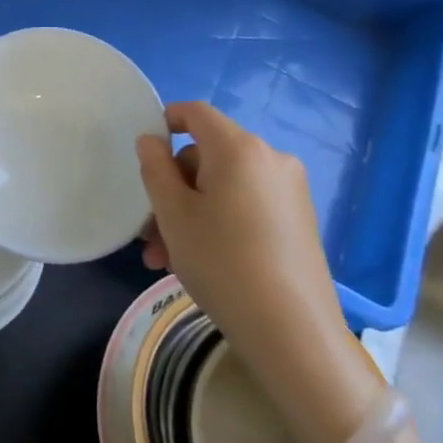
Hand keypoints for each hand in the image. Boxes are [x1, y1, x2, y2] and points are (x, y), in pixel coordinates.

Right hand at [136, 101, 381, 442]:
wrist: (291, 329)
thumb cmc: (221, 261)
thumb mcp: (173, 213)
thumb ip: (155, 168)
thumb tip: (151, 140)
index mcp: (239, 148)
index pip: (196, 112)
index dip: (166, 121)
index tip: (144, 152)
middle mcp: (270, 159)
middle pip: (207, 156)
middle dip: (173, 190)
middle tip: (149, 233)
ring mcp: (288, 190)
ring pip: (223, 187)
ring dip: (190, 214)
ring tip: (165, 259)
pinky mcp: (298, 220)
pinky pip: (246, 206)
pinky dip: (218, 223)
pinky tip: (198, 262)